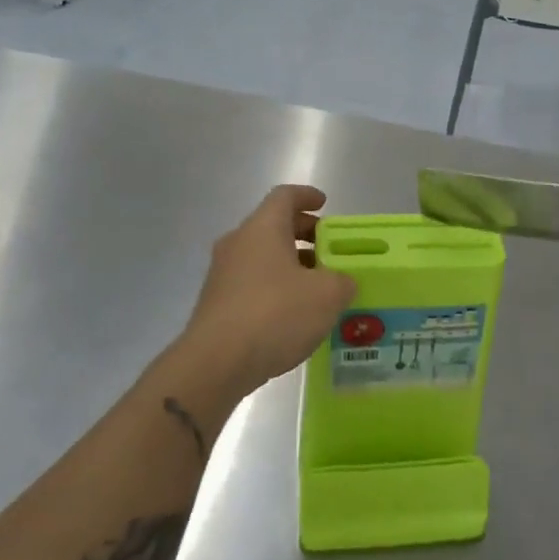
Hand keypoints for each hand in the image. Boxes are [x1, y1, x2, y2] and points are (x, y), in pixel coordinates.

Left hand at [180, 186, 356, 393]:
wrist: (216, 363)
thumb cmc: (275, 313)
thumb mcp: (327, 295)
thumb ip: (342, 281)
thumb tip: (342, 282)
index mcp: (263, 228)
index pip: (284, 196)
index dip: (307, 196)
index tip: (324, 204)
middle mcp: (238, 242)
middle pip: (273, 225)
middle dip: (303, 234)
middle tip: (329, 249)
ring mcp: (222, 273)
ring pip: (262, 256)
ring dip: (290, 263)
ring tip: (317, 286)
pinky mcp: (216, 303)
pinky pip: (251, 282)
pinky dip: (274, 287)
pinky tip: (293, 313)